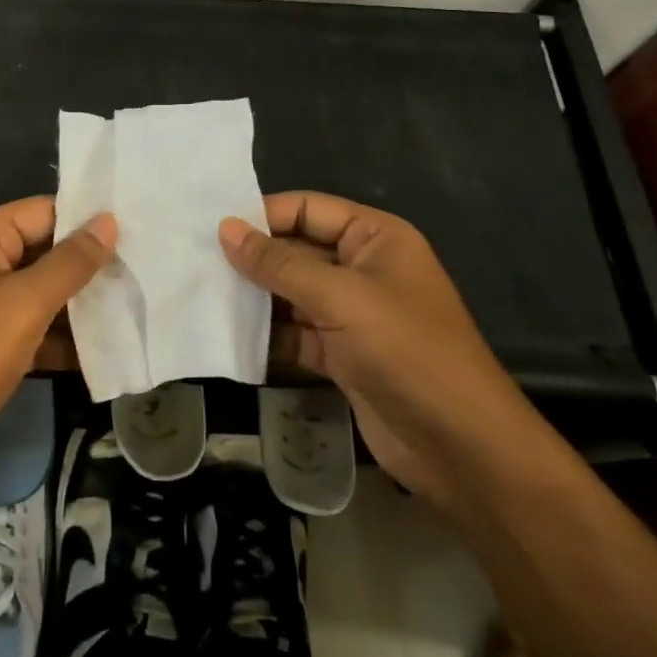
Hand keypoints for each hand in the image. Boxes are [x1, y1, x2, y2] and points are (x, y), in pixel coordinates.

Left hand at [0, 198, 115, 439]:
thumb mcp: (26, 302)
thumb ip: (71, 261)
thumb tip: (108, 221)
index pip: (44, 211)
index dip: (87, 220)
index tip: (136, 230)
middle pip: (45, 250)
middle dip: (89, 264)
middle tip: (142, 269)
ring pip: (44, 291)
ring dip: (81, 302)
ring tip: (134, 303)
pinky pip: (35, 326)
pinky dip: (63, 336)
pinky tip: (106, 347)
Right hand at [219, 191, 527, 502]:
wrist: (460, 447)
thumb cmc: (405, 350)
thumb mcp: (340, 297)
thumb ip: (279, 263)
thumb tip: (226, 229)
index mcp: (374, 238)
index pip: (308, 209)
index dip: (263, 215)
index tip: (212, 227)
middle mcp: (363, 268)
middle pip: (297, 251)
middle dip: (253, 258)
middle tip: (195, 260)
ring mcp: (353, 314)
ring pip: (292, 294)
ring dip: (255, 297)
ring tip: (201, 293)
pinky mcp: (343, 354)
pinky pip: (296, 333)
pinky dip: (268, 334)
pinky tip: (227, 334)